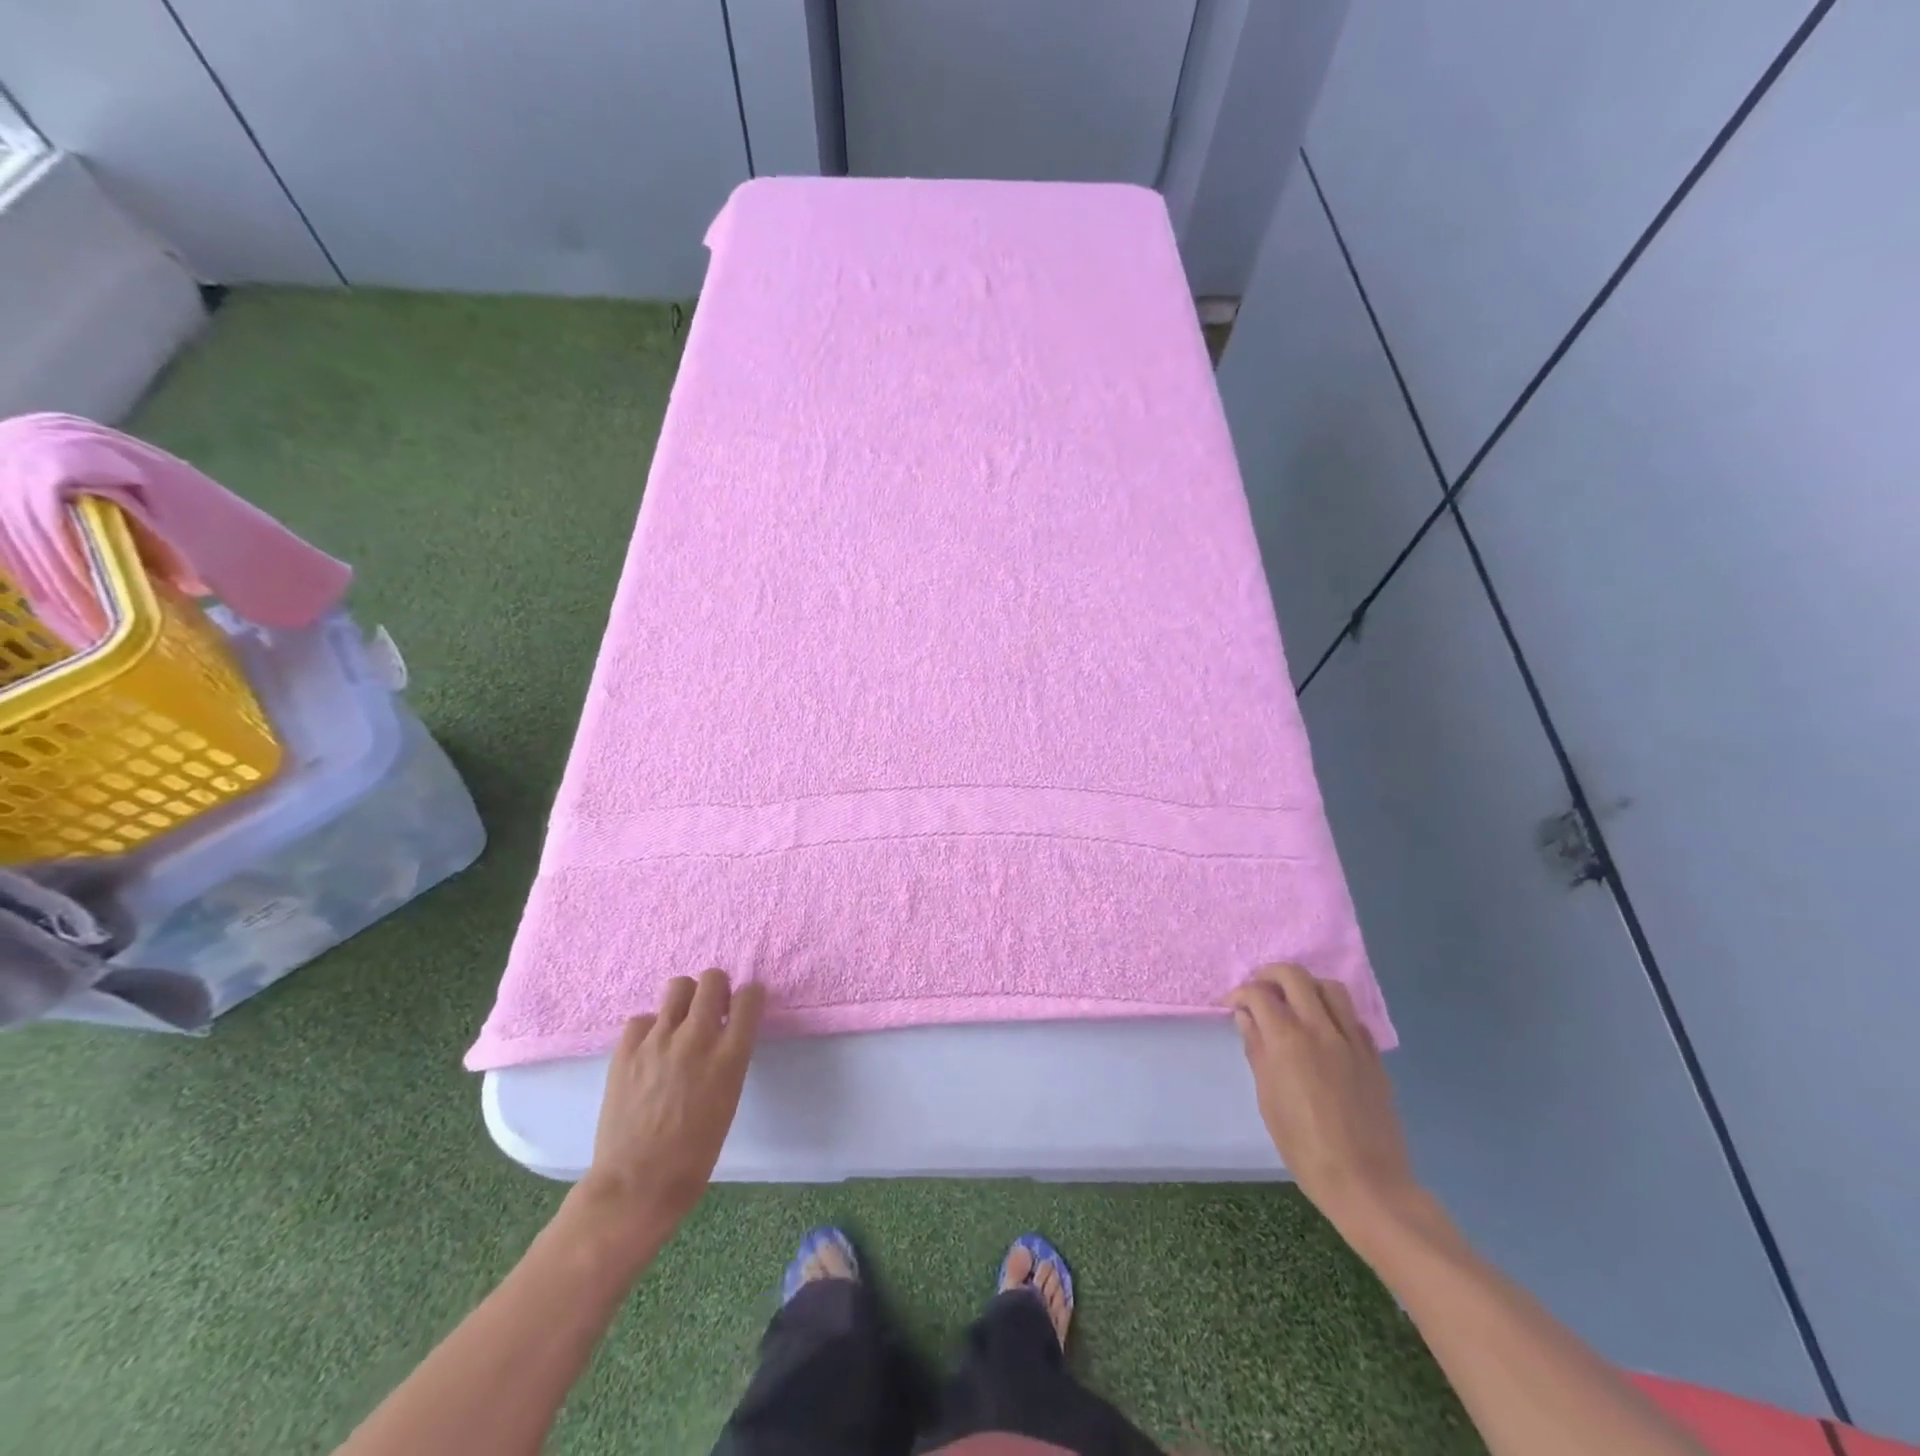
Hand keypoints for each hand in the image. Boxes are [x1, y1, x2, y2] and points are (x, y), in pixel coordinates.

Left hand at [575, 970, 765, 1240]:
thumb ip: (728, 1057)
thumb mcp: (729, 1098)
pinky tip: (650, 1050)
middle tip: (712, 1010)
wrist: (636, 1184)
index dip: (749, 998)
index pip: (750, 996)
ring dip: (685, 999)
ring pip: (678, 986)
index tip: (742, 1008)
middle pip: (713, 978)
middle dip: (717, 988)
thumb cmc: (694, 1153)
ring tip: (681, 1023)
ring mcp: (658, 1040)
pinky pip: (643, 1018)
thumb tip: (725, 1033)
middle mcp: (696, 1038)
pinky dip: (651, 1028)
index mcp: (729, 1056)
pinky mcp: (626, 1049)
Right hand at [1227, 964, 1426, 1252]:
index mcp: (1287, 1040)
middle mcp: (1320, 1029)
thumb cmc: (1304, 1147)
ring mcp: (1351, 1040)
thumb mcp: (1268, 1100)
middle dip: (1270, 975)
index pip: (1258, 994)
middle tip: (1259, 990)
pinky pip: (1351, 1017)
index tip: (1230, 1006)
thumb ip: (1257, 1051)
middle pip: (1294, 975)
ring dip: (1306, 985)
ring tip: (1293, 1002)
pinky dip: (1333, 1012)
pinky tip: (1323, 1030)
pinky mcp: (1373, 1056)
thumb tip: (1247, 1018)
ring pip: (1329, 987)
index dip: (1238, 993)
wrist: (1366, 1182)